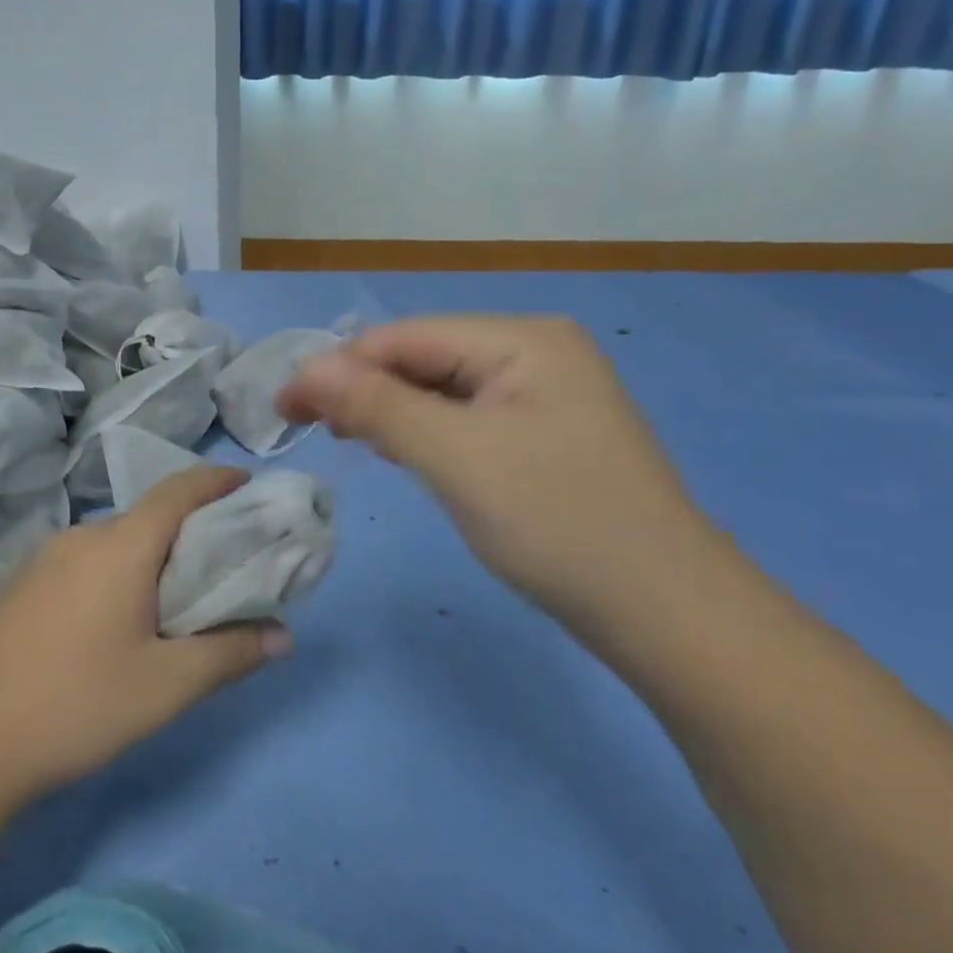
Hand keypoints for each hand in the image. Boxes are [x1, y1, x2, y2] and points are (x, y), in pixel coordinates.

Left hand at [0, 467, 289, 809]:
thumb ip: (229, 654)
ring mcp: (43, 560)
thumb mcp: (164, 686)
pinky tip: (117, 620)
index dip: (218, 480)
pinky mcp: (20, 587)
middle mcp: (82, 537)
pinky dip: (118, 571)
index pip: (179, 490)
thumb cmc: (74, 704)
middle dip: (191, 528)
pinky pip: (85, 562)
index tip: (250, 486)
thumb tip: (283, 635)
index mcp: (120, 546)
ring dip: (151, 554)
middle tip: (225, 561)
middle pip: (148, 516)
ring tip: (176, 596)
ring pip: (115, 541)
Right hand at [278, 315, 725, 628]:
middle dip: (364, 389)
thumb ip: (377, 406)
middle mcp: (535, 351)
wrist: (668, 615)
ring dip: (390, 411)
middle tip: (312, 431)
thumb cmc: (559, 524)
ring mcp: (544, 394)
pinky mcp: (544, 435)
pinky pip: (466, 419)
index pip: (403, 337)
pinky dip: (426, 433)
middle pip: (422, 358)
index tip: (284, 410)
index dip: (338, 368)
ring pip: (441, 390)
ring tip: (350, 440)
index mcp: (521, 339)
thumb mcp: (457, 458)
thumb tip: (306, 370)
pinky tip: (403, 452)